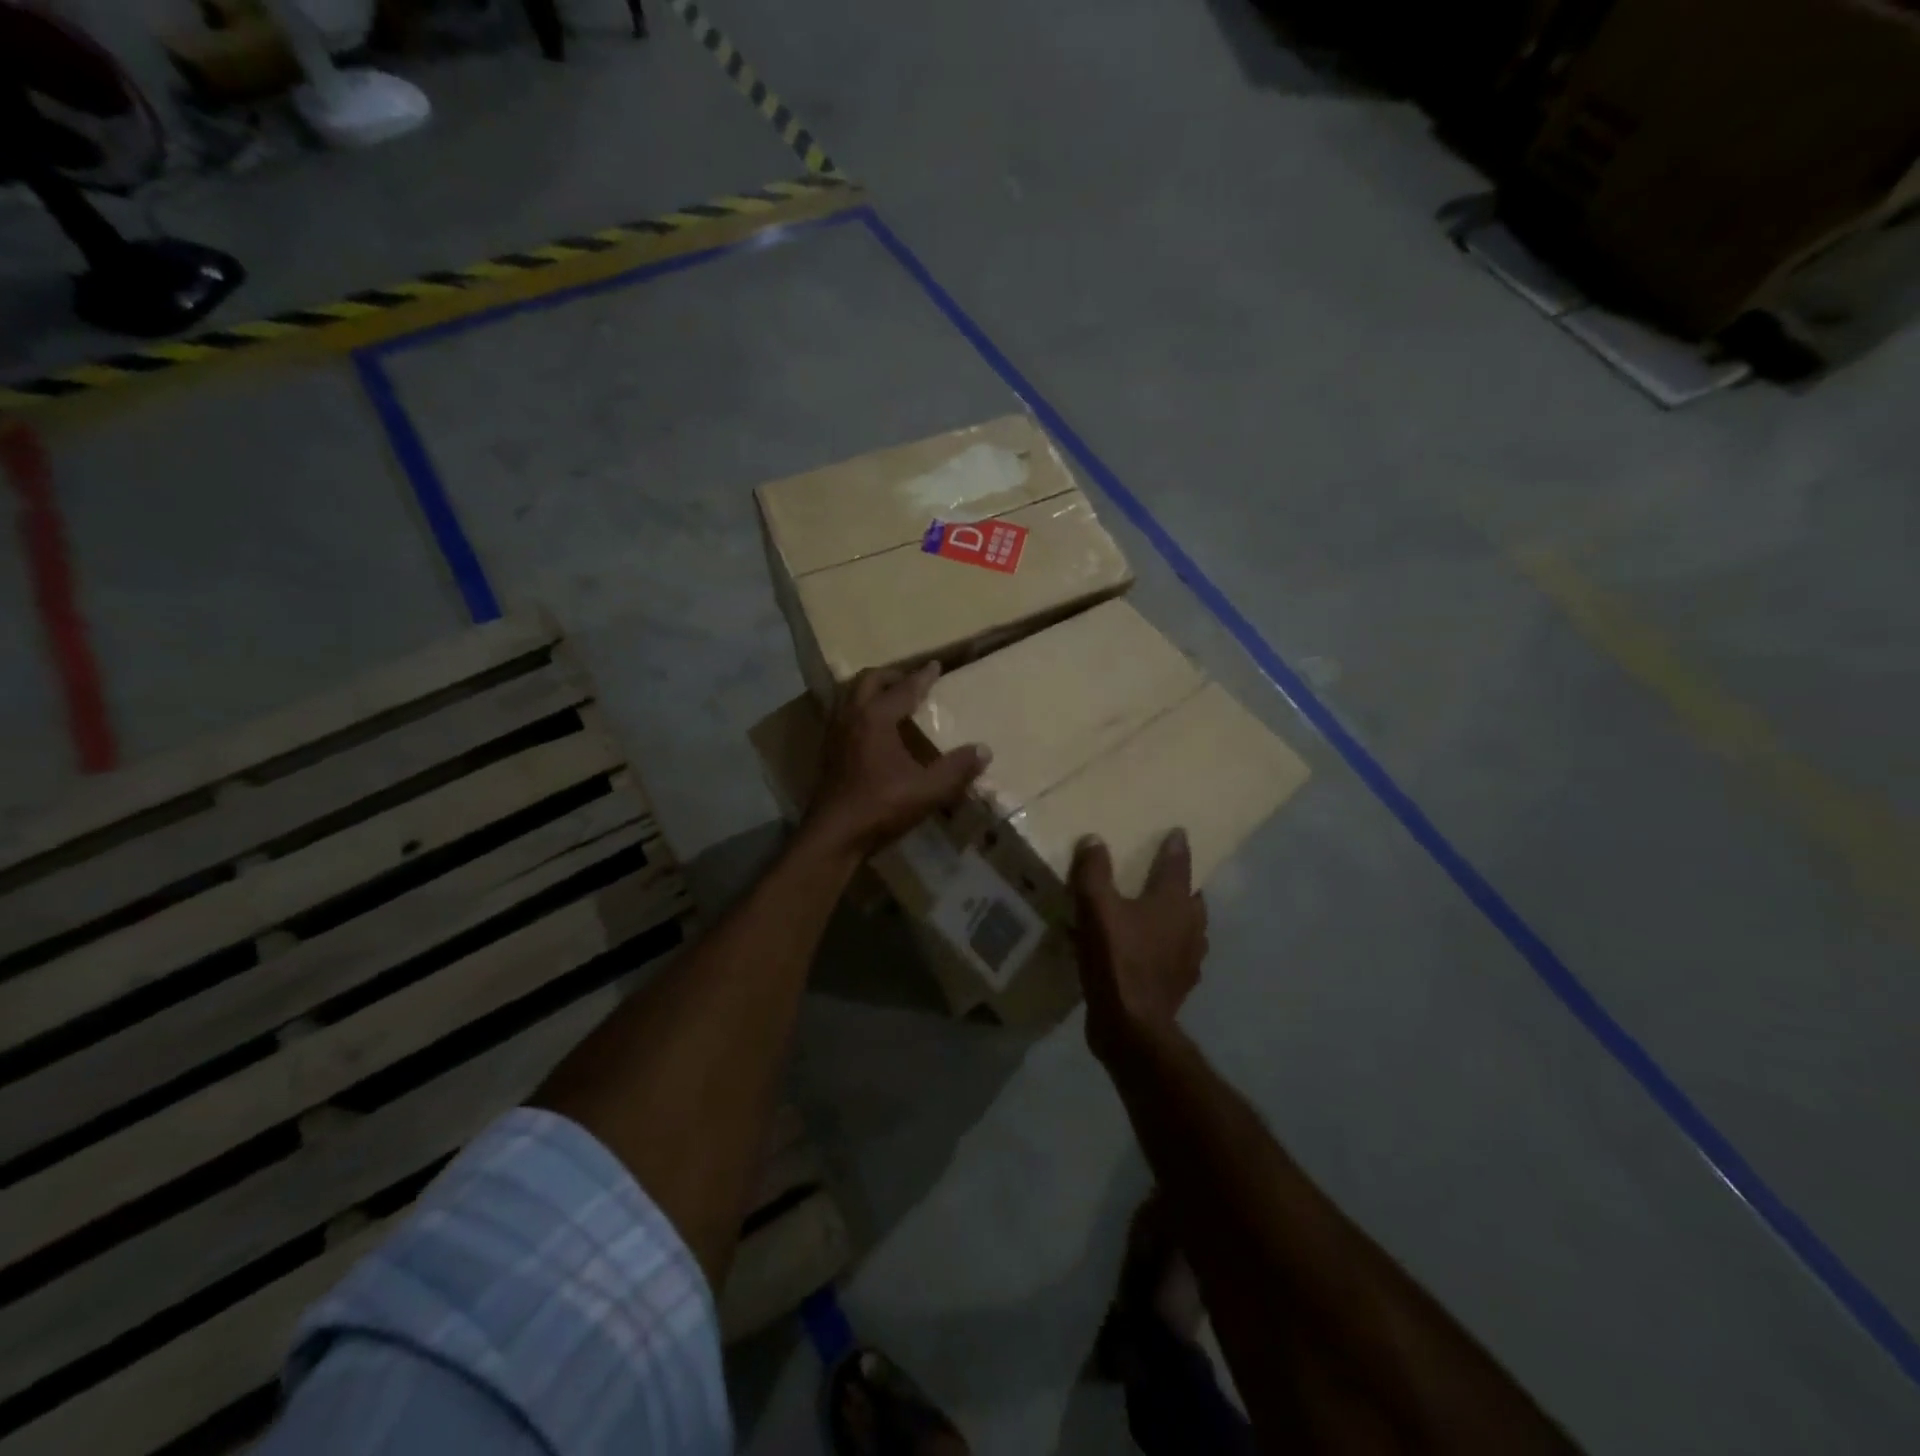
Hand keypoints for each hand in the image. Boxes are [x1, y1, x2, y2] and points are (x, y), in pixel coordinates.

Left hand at [802, 665, 989, 861]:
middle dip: (892, 676)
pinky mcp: (828, 750)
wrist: (834, 835)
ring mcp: (835, 732)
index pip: (904, 688)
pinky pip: (845, 714)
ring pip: (851, 695)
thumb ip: (957, 769)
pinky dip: (861, 709)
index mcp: (876, 718)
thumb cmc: (881, 807)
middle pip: (869, 680)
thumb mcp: (927, 790)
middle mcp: (852, 716)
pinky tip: (874, 729)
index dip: (922, 677)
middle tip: (911, 680)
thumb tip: (984, 750)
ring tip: (891, 698)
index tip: (935, 666)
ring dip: (872, 690)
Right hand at [1071, 830, 1207, 1064]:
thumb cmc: (1117, 959)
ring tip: (1157, 913)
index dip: (1175, 847)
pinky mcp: (1180, 984)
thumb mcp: (1095, 908)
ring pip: (1188, 927)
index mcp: (1173, 901)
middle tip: (1166, 875)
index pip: (1178, 864)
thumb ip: (1094, 871)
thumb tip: (1094, 840)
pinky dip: (1167, 947)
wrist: (1132, 1026)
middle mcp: (1190, 925)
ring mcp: (1189, 957)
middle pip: (1190, 896)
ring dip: (1177, 917)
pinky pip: (1177, 955)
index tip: (1178, 833)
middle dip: (1181, 884)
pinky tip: (1149, 952)